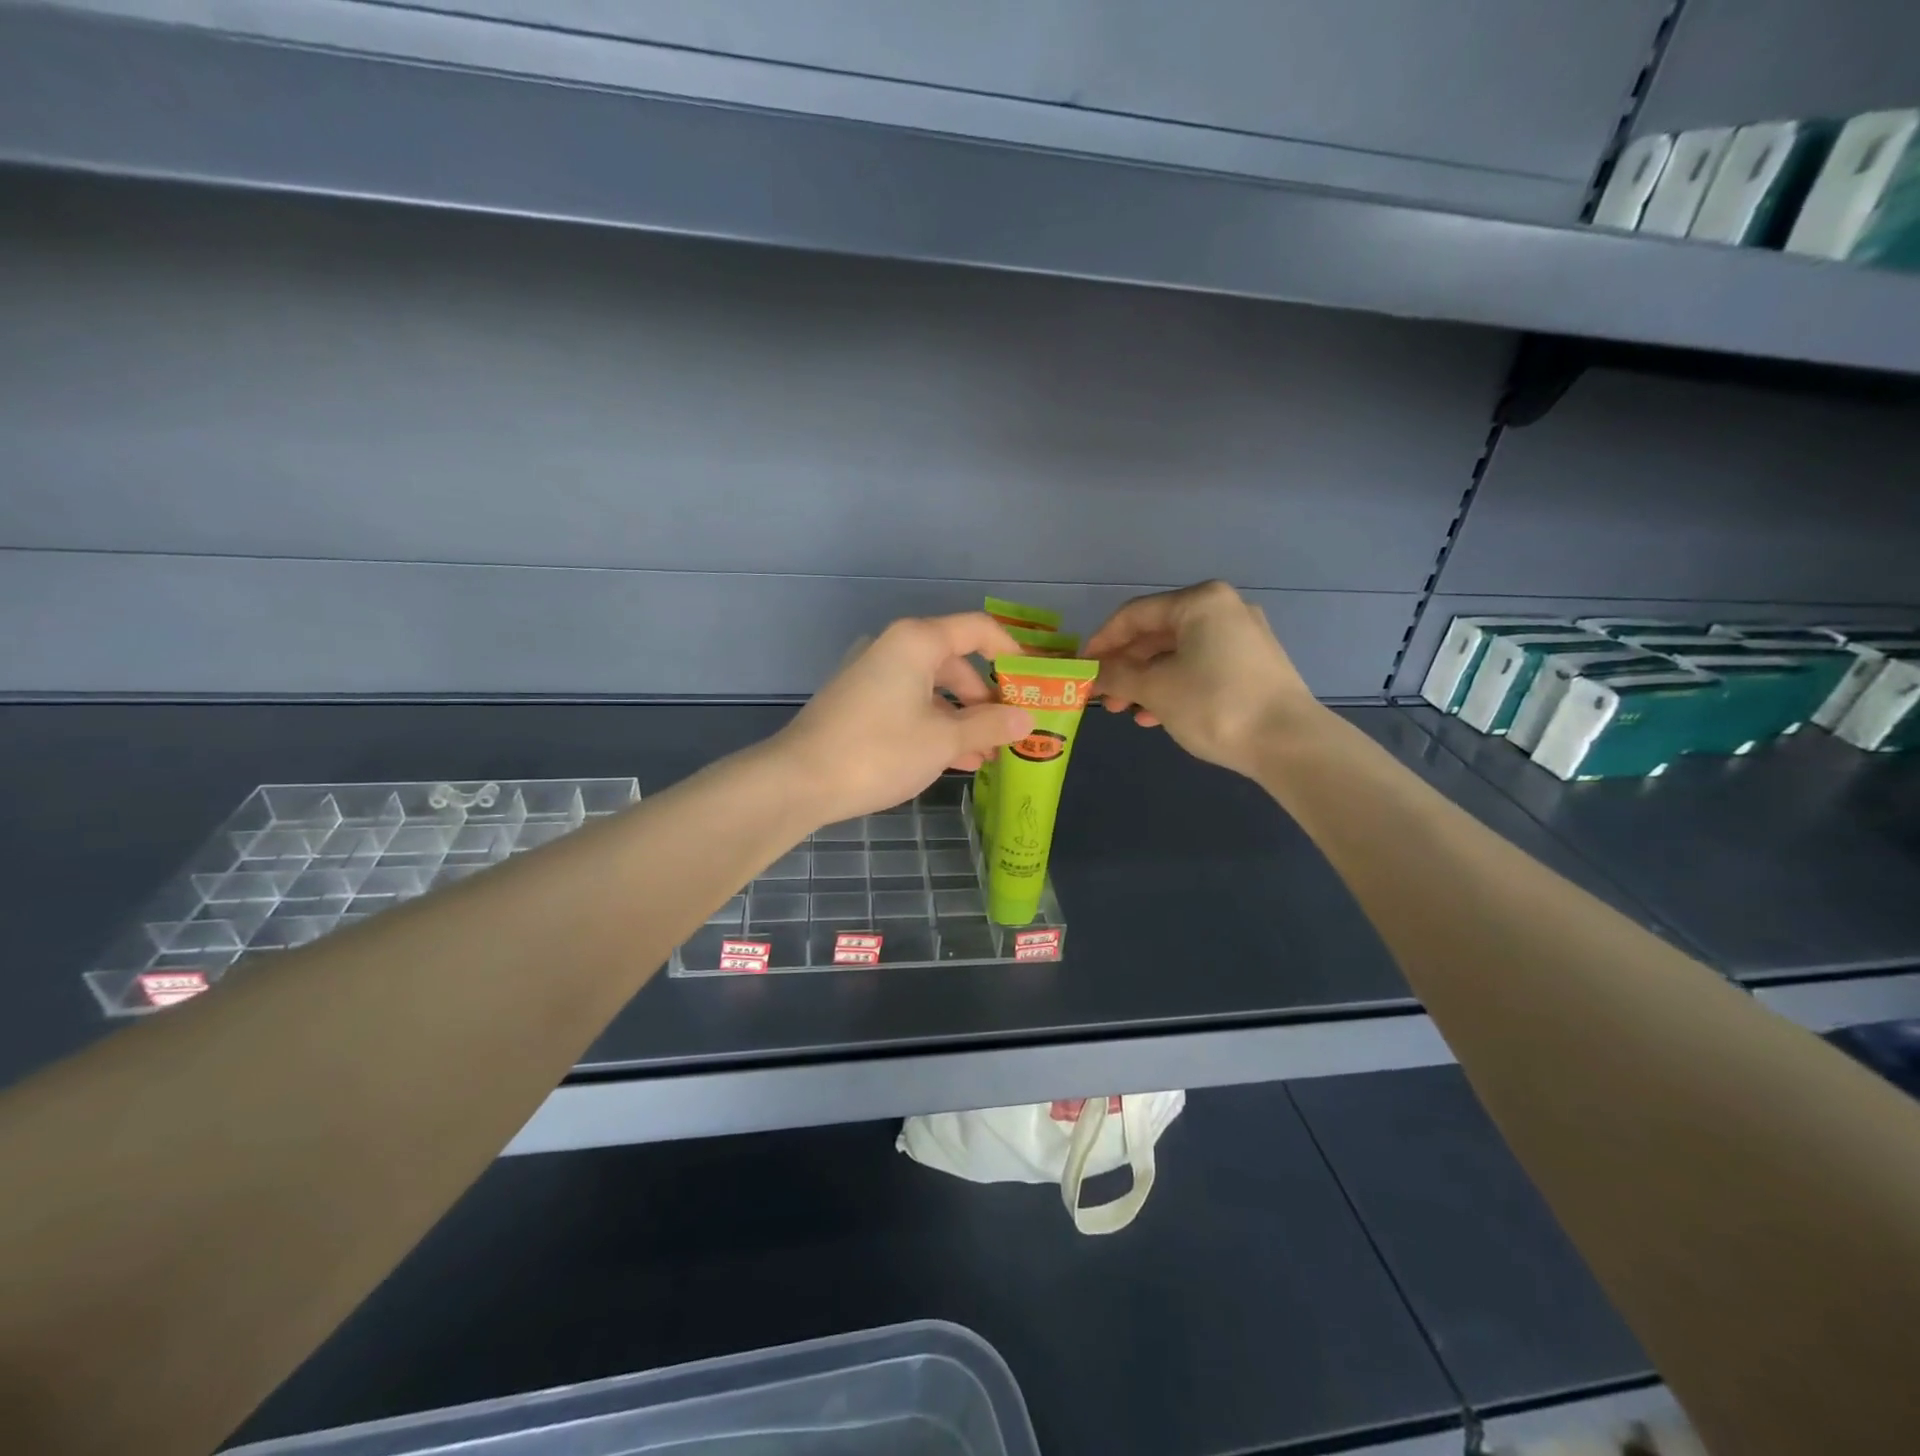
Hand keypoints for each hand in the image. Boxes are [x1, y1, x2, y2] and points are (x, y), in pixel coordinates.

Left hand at [774, 614, 1034, 827]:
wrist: (798, 781)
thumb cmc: (879, 751)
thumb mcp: (943, 740)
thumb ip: (990, 725)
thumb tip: (1027, 719)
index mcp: (916, 641)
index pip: (979, 630)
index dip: (1013, 653)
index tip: (1036, 684)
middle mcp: (893, 647)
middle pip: (956, 661)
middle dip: (987, 698)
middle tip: (1011, 732)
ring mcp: (872, 674)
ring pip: (933, 688)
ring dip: (963, 718)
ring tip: (987, 756)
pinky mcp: (859, 701)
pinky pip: (909, 704)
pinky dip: (934, 725)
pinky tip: (954, 759)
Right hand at [1085, 580, 1320, 776]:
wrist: (1289, 743)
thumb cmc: (1215, 704)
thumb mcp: (1155, 689)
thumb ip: (1116, 676)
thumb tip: (1090, 673)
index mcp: (1200, 602)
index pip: (1134, 615)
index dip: (1102, 641)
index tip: (1082, 668)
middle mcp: (1224, 610)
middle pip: (1157, 634)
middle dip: (1125, 666)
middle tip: (1103, 696)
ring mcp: (1244, 638)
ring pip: (1178, 654)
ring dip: (1146, 681)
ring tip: (1126, 711)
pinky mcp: (1255, 666)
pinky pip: (1201, 668)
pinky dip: (1175, 686)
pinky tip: (1157, 716)